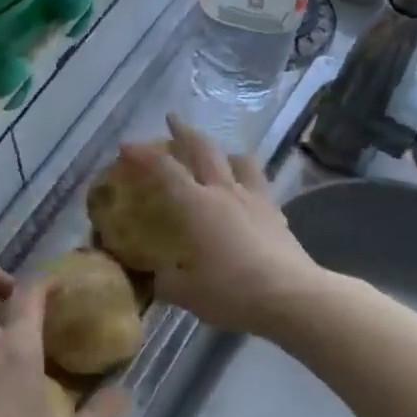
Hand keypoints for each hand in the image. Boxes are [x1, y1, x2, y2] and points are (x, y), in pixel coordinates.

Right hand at [118, 117, 326, 335]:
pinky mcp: (276, 213)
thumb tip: (157, 277)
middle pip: (204, 149)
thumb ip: (166, 280)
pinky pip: (259, 183)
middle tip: (172, 120)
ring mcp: (255, 199)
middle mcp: (225, 192)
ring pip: (239, 160)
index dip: (143, 155)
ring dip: (223, 150)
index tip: (126, 146)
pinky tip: (244, 193)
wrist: (290, 296)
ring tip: (217, 155)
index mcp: (197, 205)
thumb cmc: (231, 291)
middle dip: (185, 132)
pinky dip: (247, 178)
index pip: (165, 170)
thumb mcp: (186, 292)